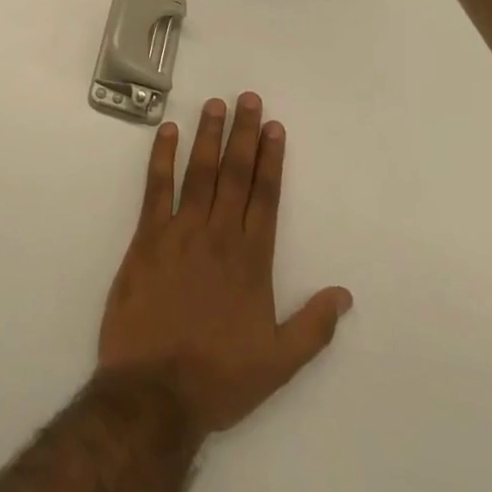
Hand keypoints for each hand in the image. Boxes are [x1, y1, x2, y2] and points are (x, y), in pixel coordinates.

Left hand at [98, 94, 352, 436]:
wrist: (155, 393)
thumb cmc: (219, 378)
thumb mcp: (279, 363)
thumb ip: (314, 326)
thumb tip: (345, 294)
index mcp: (252, 260)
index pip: (266, 197)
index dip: (271, 159)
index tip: (274, 127)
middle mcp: (219, 236)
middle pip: (235, 174)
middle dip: (243, 134)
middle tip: (248, 98)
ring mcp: (180, 232)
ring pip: (199, 173)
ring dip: (208, 136)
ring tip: (214, 103)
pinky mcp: (146, 238)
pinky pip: (155, 189)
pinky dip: (161, 157)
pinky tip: (168, 131)